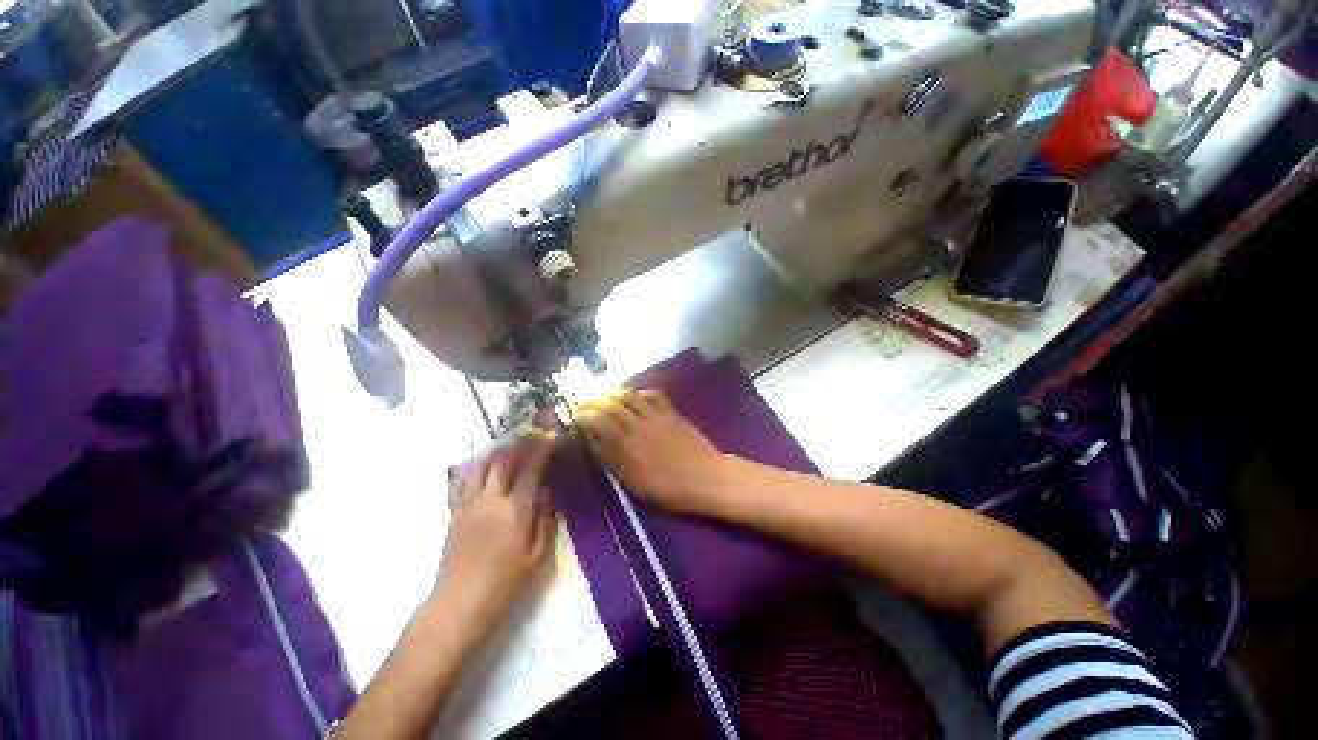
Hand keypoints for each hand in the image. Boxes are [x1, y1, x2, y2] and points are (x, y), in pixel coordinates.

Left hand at [432, 434, 556, 639]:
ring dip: (497, 449)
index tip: (552, 437)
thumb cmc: (504, 584)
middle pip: (504, 459)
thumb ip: (546, 518)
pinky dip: (474, 463)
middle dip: (521, 442)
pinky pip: (461, 477)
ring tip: (511, 444)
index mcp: (515, 511)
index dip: (543, 449)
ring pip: (480, 463)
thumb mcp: (538, 555)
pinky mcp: (453, 510)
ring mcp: (468, 503)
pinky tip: (483, 462)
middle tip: (533, 434)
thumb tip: (548, 491)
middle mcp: (490, 500)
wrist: (458, 605)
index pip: (531, 469)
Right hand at [577, 390, 731, 513]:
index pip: (600, 423)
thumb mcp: (636, 484)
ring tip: (603, 394)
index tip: (576, 416)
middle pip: (611, 405)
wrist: (706, 478)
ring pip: (629, 396)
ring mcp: (656, 416)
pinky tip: (634, 395)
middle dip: (594, 401)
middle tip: (584, 401)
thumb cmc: (670, 489)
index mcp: (628, 446)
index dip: (585, 417)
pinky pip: (653, 395)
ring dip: (613, 392)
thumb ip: (614, 462)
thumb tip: (595, 444)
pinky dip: (640, 392)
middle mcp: (639, 425)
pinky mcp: (671, 412)